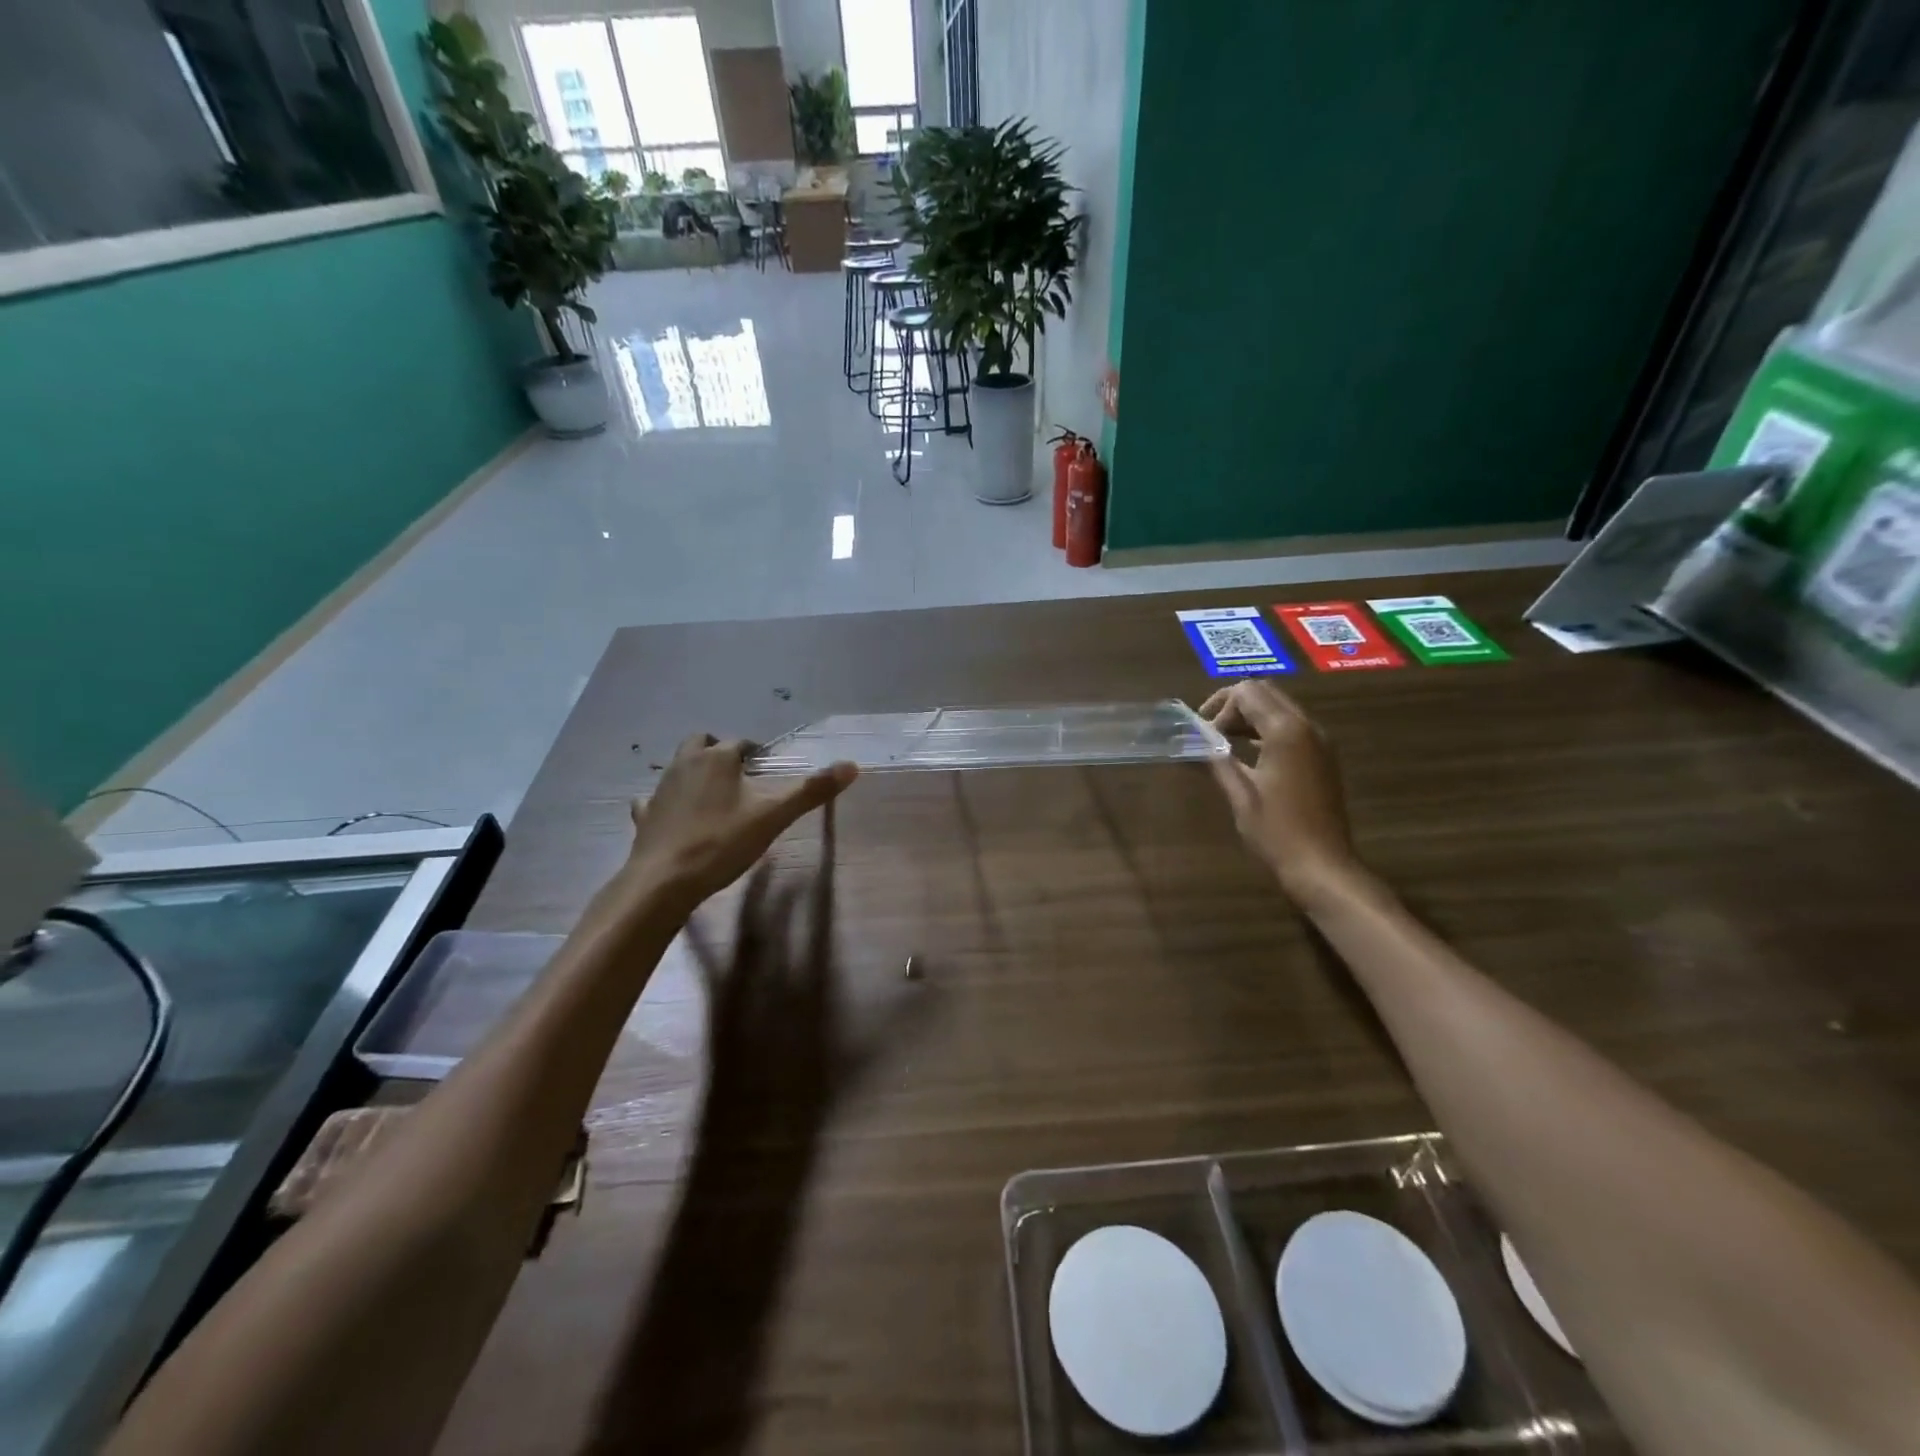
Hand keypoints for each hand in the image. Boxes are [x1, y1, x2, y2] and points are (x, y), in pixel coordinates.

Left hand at [623, 734, 856, 910]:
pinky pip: (654, 801)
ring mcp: (660, 790)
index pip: (740, 744)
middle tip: (738, 775)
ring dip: (694, 774)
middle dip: (718, 751)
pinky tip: (676, 818)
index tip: (767, 769)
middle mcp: (685, 764)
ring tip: (714, 797)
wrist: (664, 881)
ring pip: (677, 768)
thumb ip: (812, 791)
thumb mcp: (774, 816)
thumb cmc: (722, 842)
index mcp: (717, 759)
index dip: (754, 753)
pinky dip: (666, 804)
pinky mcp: (645, 817)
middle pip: (701, 743)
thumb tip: (852, 765)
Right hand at [1200, 682, 1360, 903]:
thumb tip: (1191, 741)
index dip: (1219, 706)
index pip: (1247, 692)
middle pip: (1266, 692)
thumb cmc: (1276, 831)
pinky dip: (1267, 729)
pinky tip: (1250, 755)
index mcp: (1285, 731)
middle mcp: (1307, 727)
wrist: (1322, 865)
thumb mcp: (1239, 794)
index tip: (1203, 734)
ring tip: (1225, 744)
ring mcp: (1320, 741)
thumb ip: (1215, 759)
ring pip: (1280, 707)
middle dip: (1234, 705)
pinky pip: (1292, 726)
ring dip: (1251, 716)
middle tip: (1211, 733)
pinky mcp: (1323, 756)